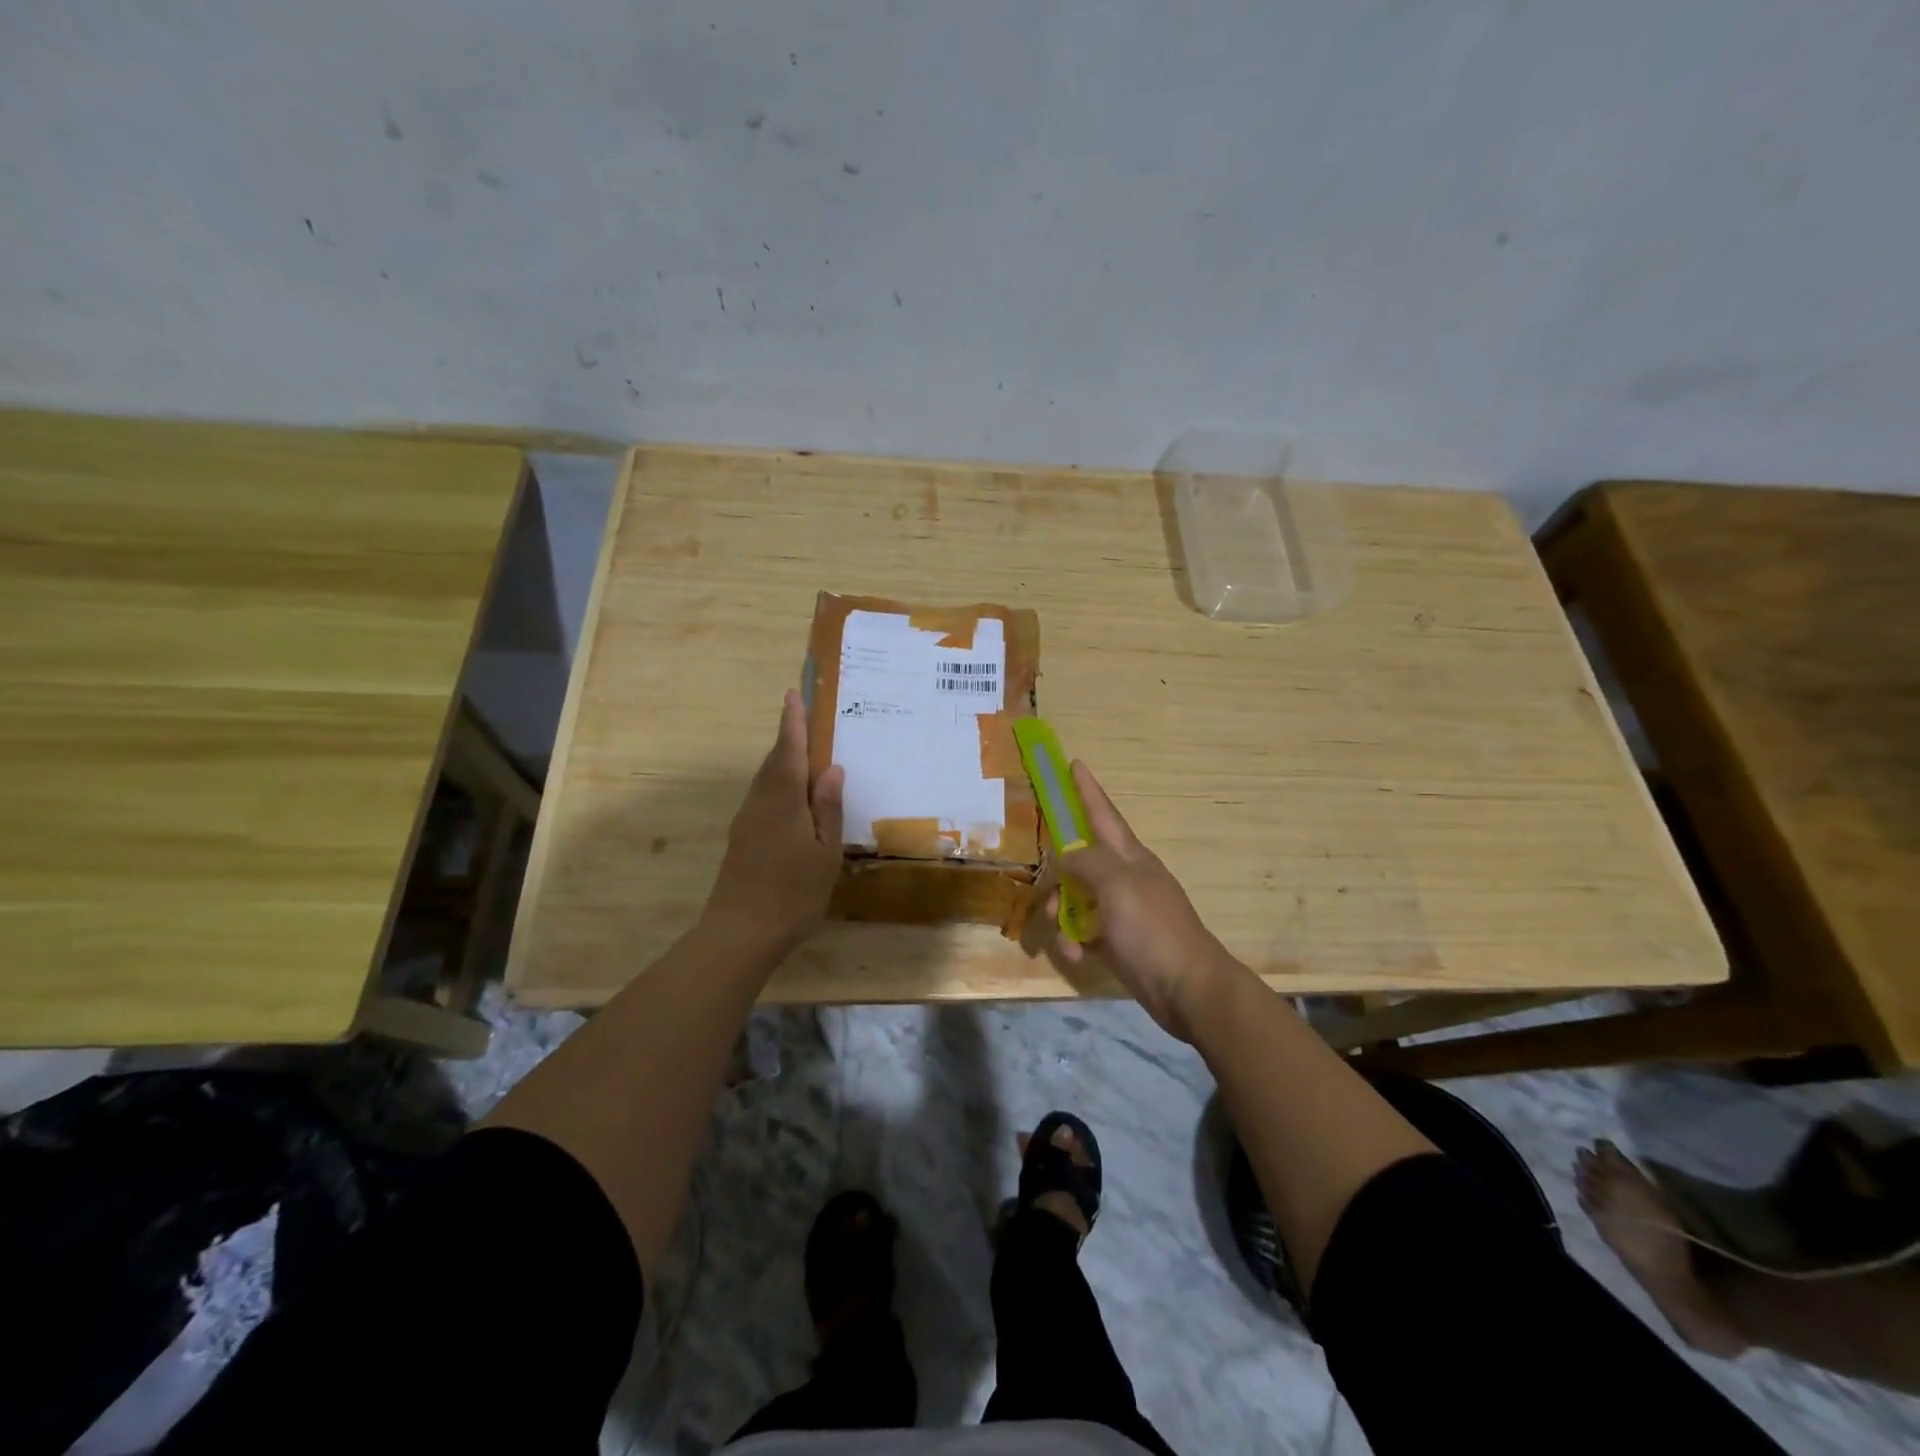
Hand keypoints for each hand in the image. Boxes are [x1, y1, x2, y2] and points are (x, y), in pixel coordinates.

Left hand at [705, 690, 845, 955]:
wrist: (740, 934)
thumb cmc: (793, 893)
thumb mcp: (825, 852)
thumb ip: (828, 808)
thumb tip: (832, 768)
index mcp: (783, 801)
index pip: (789, 751)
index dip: (792, 722)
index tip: (793, 694)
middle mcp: (759, 803)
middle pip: (774, 762)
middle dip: (788, 739)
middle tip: (804, 719)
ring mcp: (746, 822)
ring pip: (765, 781)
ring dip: (782, 762)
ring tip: (804, 755)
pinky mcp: (741, 840)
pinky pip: (762, 799)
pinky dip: (778, 786)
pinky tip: (792, 800)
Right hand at [1048, 761, 1237, 1042]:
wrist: (1186, 988)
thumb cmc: (1152, 928)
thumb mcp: (1117, 884)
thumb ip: (1086, 862)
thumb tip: (1065, 855)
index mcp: (1129, 856)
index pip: (1103, 813)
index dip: (1087, 789)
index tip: (1075, 763)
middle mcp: (1123, 878)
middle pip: (1080, 860)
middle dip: (1059, 872)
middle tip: (1045, 885)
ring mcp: (1120, 911)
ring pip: (1076, 898)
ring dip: (1062, 913)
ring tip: (1063, 932)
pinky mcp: (1116, 941)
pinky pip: (1082, 932)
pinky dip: (1074, 941)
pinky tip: (1077, 956)